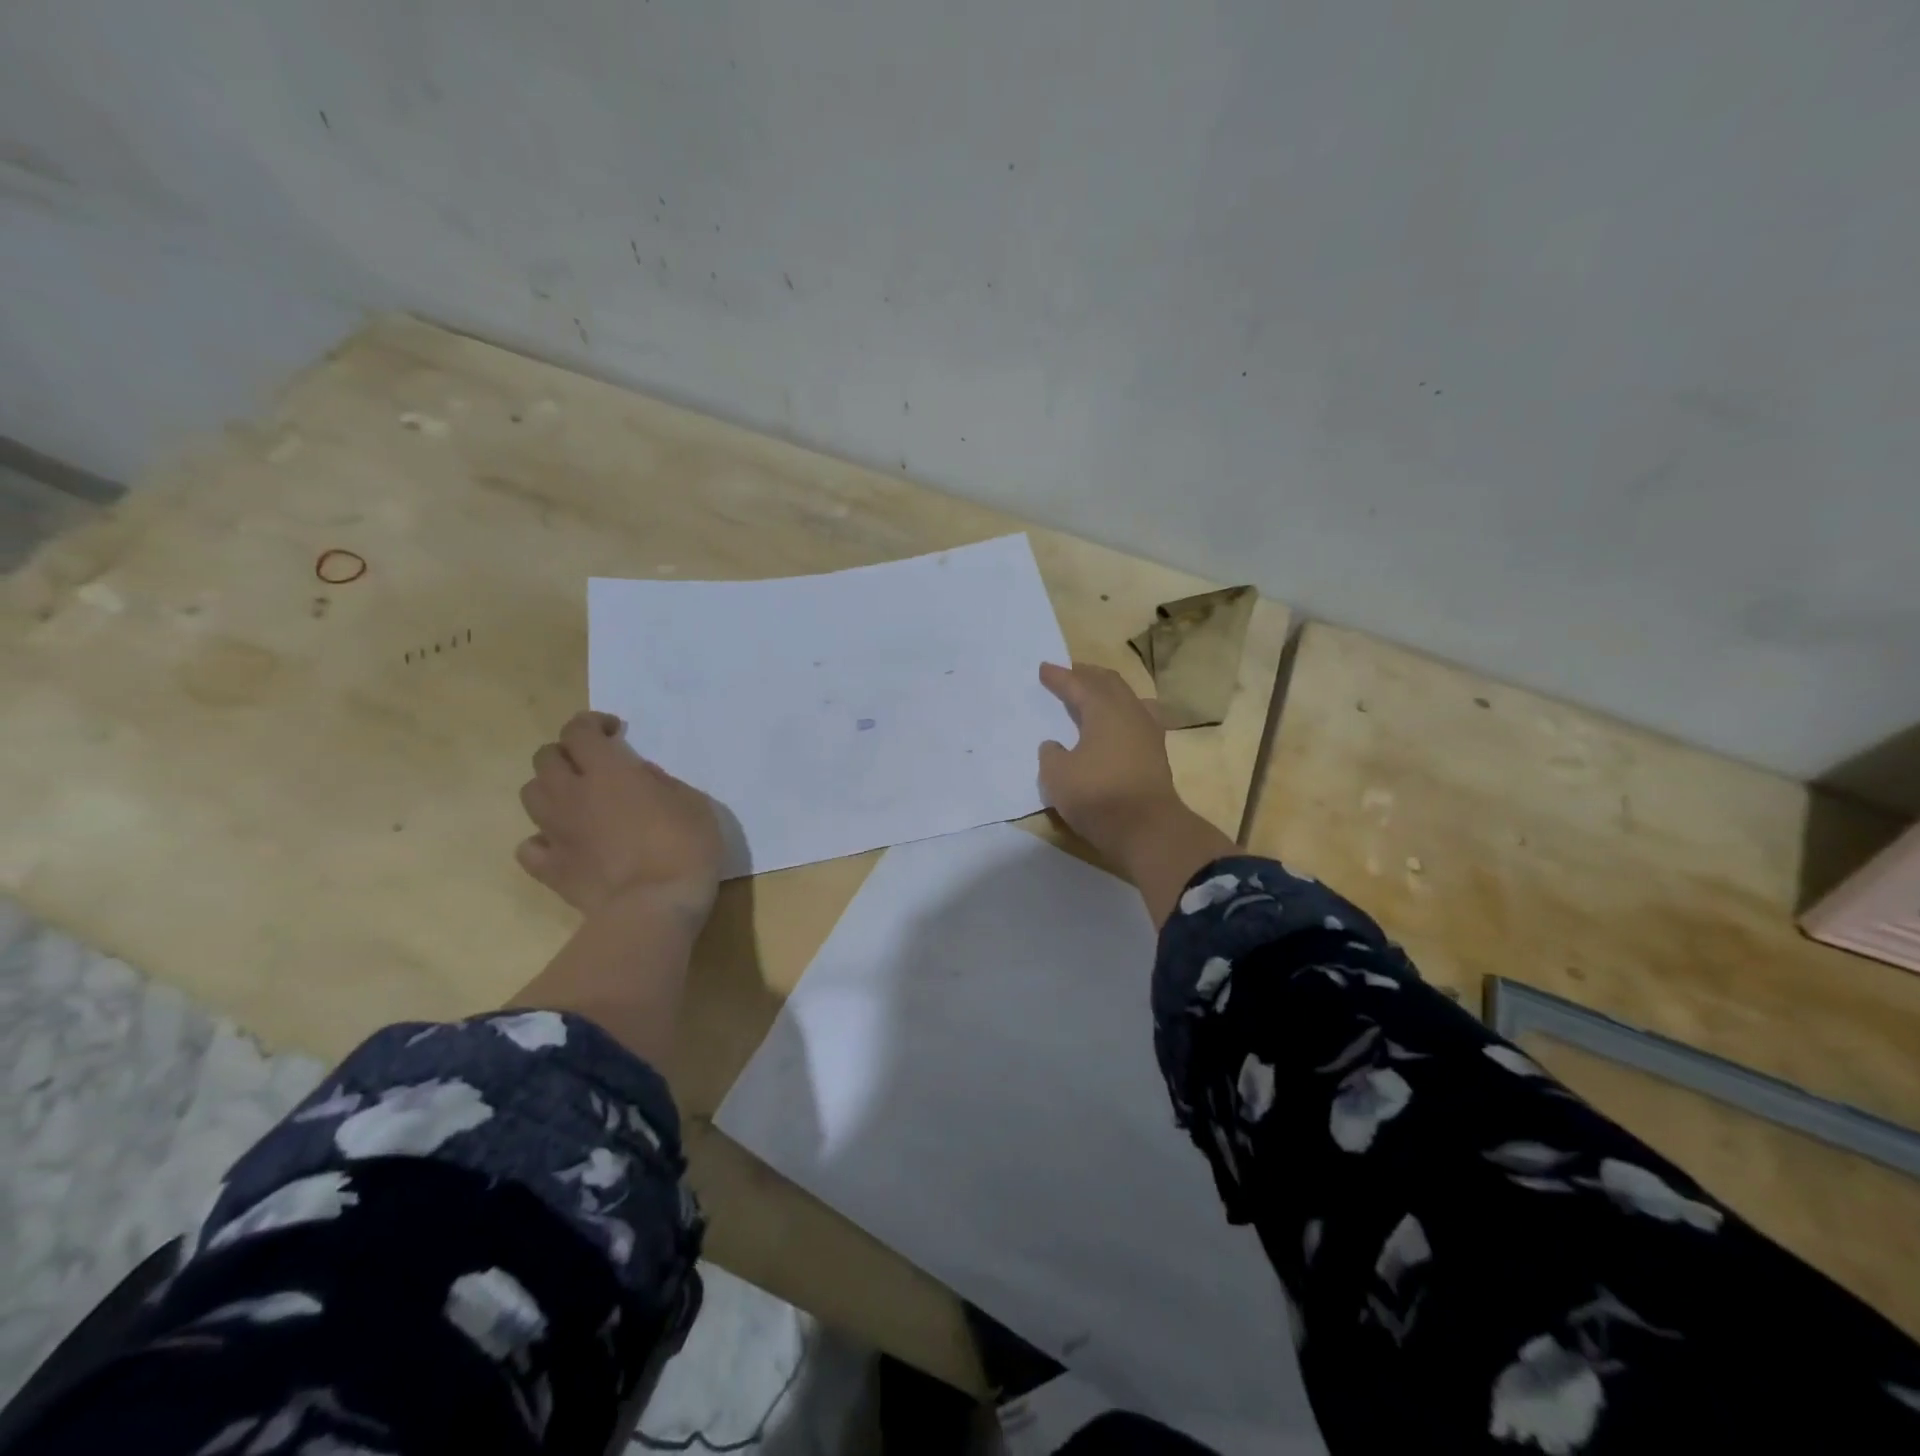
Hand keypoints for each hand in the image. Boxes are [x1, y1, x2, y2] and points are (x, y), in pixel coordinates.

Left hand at [516, 712, 724, 921]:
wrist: (655, 907)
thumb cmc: (685, 847)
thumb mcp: (694, 803)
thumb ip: (662, 783)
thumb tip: (640, 777)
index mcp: (609, 771)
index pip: (579, 730)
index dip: (592, 724)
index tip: (614, 732)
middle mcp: (573, 794)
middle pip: (546, 758)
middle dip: (567, 754)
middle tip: (594, 766)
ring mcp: (556, 832)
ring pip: (530, 795)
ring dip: (551, 790)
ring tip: (577, 802)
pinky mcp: (550, 869)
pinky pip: (530, 845)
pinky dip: (542, 839)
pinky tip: (564, 844)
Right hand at [1037, 663, 1182, 863]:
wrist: (1146, 829)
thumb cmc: (1097, 795)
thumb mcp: (1057, 775)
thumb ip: (1051, 754)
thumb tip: (1055, 746)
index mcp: (1104, 710)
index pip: (1078, 685)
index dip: (1059, 677)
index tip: (1044, 669)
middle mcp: (1130, 713)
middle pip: (1109, 683)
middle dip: (1088, 675)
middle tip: (1071, 674)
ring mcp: (1149, 733)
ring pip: (1129, 699)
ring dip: (1109, 693)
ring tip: (1095, 695)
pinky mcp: (1157, 755)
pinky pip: (1138, 720)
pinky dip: (1122, 715)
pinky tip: (1117, 725)